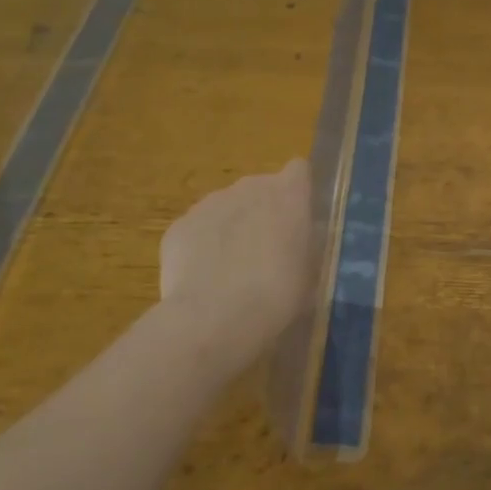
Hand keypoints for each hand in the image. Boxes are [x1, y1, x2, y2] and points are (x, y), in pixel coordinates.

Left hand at [159, 159, 313, 371]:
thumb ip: (306, 245)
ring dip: (231, 228)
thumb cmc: (278, 295)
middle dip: (262, 212)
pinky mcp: (179, 225)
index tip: (298, 220)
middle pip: (260, 188)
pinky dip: (200, 248)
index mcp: (289, 193)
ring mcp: (210, 203)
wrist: (214, 319)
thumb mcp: (311, 272)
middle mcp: (250, 186)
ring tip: (230, 272)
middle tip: (265, 253)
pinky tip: (203, 281)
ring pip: (226, 208)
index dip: (297, 192)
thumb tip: (301, 242)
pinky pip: (196, 230)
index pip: (299, 170)